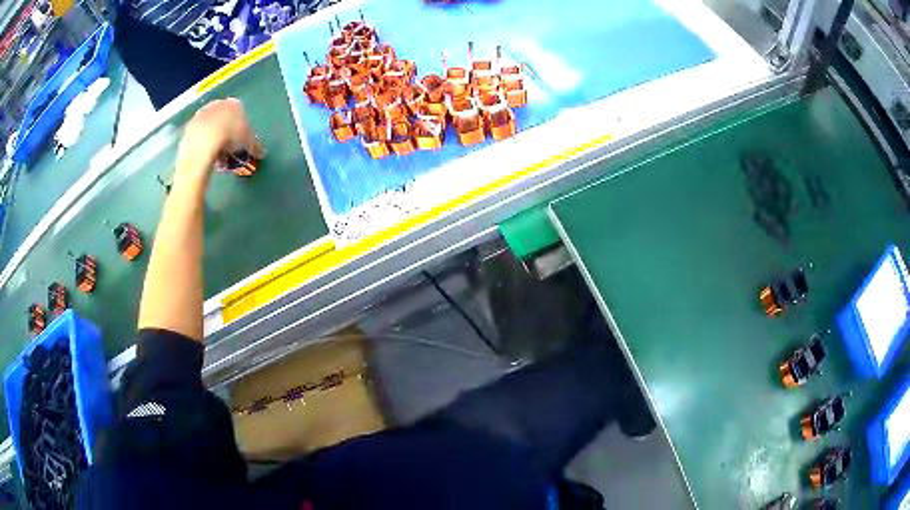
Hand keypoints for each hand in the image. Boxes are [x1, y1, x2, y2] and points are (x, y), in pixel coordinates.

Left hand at [175, 98, 265, 186]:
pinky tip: (205, 155)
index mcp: (234, 104)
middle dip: (226, 131)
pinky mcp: (189, 126)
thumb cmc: (230, 138)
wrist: (203, 143)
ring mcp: (201, 114)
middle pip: (223, 118)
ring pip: (210, 126)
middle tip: (228, 149)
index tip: (241, 142)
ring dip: (213, 138)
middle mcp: (218, 104)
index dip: (241, 129)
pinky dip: (202, 144)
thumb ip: (255, 146)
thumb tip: (261, 153)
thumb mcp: (248, 144)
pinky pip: (199, 136)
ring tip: (216, 155)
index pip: (240, 114)